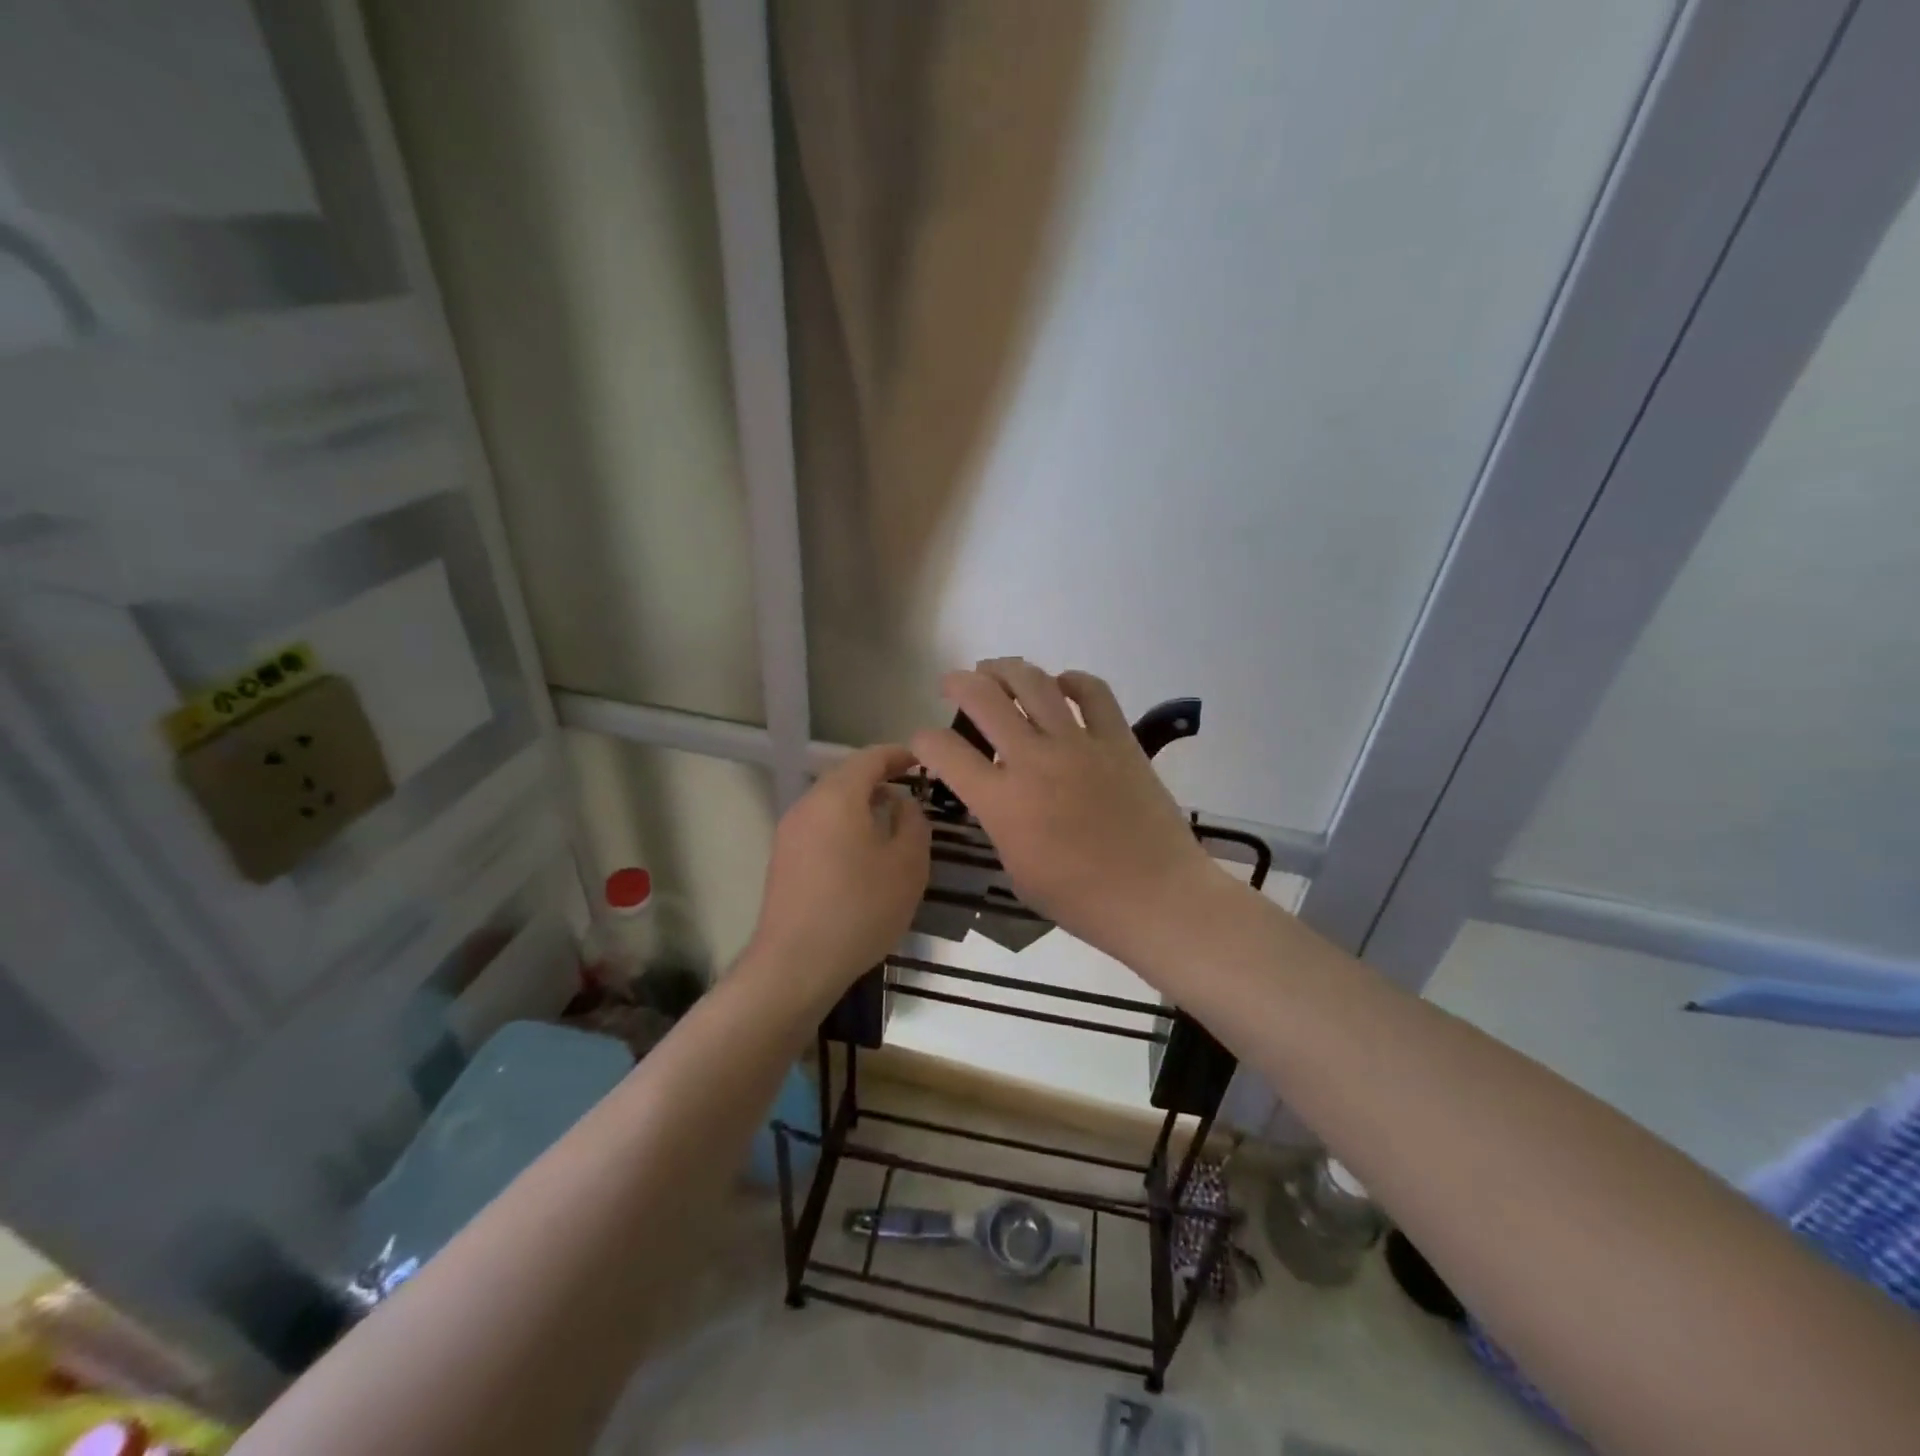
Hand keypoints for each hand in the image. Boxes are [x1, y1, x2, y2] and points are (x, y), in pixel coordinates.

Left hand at [746, 744, 930, 1002]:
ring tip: (891, 823)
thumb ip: (913, 823)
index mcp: (838, 797)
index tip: (922, 761)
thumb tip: (902, 803)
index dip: (899, 755)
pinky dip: (845, 826)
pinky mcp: (783, 859)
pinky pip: (820, 827)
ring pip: (831, 804)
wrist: (795, 964)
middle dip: (879, 779)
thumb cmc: (860, 908)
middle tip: (911, 792)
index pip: (870, 758)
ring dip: (861, 805)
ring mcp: (790, 832)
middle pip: (846, 778)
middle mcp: (808, 805)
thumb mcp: (907, 865)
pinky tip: (863, 853)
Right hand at [910, 659, 1224, 966]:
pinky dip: (1072, 680)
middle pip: (984, 698)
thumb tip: (997, 795)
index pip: (944, 751)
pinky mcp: (1119, 739)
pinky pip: (1094, 692)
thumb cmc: (1080, 899)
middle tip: (954, 684)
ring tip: (996, 670)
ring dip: (1006, 669)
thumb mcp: (1016, 869)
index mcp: (1002, 802)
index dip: (923, 740)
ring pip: (1034, 683)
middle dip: (958, 682)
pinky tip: (1062, 685)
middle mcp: (1034, 760)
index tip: (925, 742)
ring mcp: (1079, 744)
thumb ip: (999, 823)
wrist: (1154, 897)